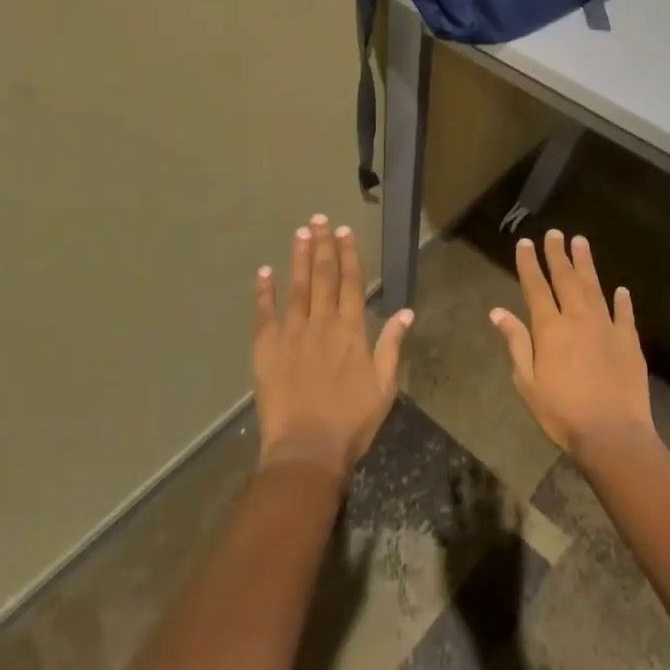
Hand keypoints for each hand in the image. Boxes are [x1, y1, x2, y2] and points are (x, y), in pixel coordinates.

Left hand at [253, 215, 411, 478]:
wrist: (307, 449)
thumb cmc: (351, 422)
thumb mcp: (384, 387)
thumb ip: (391, 346)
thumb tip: (405, 312)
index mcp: (351, 331)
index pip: (351, 283)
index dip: (348, 255)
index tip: (344, 231)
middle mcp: (322, 324)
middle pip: (323, 277)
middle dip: (323, 246)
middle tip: (319, 219)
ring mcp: (292, 333)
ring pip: (297, 287)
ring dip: (299, 258)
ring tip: (300, 233)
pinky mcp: (267, 348)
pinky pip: (265, 313)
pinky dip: (264, 291)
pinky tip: (264, 271)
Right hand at [489, 230, 656, 463]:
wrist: (613, 434)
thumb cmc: (562, 412)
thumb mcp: (527, 382)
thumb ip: (516, 342)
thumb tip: (498, 312)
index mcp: (550, 328)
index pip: (536, 286)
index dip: (529, 263)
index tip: (525, 243)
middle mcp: (577, 318)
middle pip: (565, 279)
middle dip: (558, 254)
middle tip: (555, 233)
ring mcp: (606, 327)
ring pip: (594, 287)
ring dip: (586, 264)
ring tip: (581, 242)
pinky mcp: (629, 342)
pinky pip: (624, 314)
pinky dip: (622, 300)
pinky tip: (621, 289)